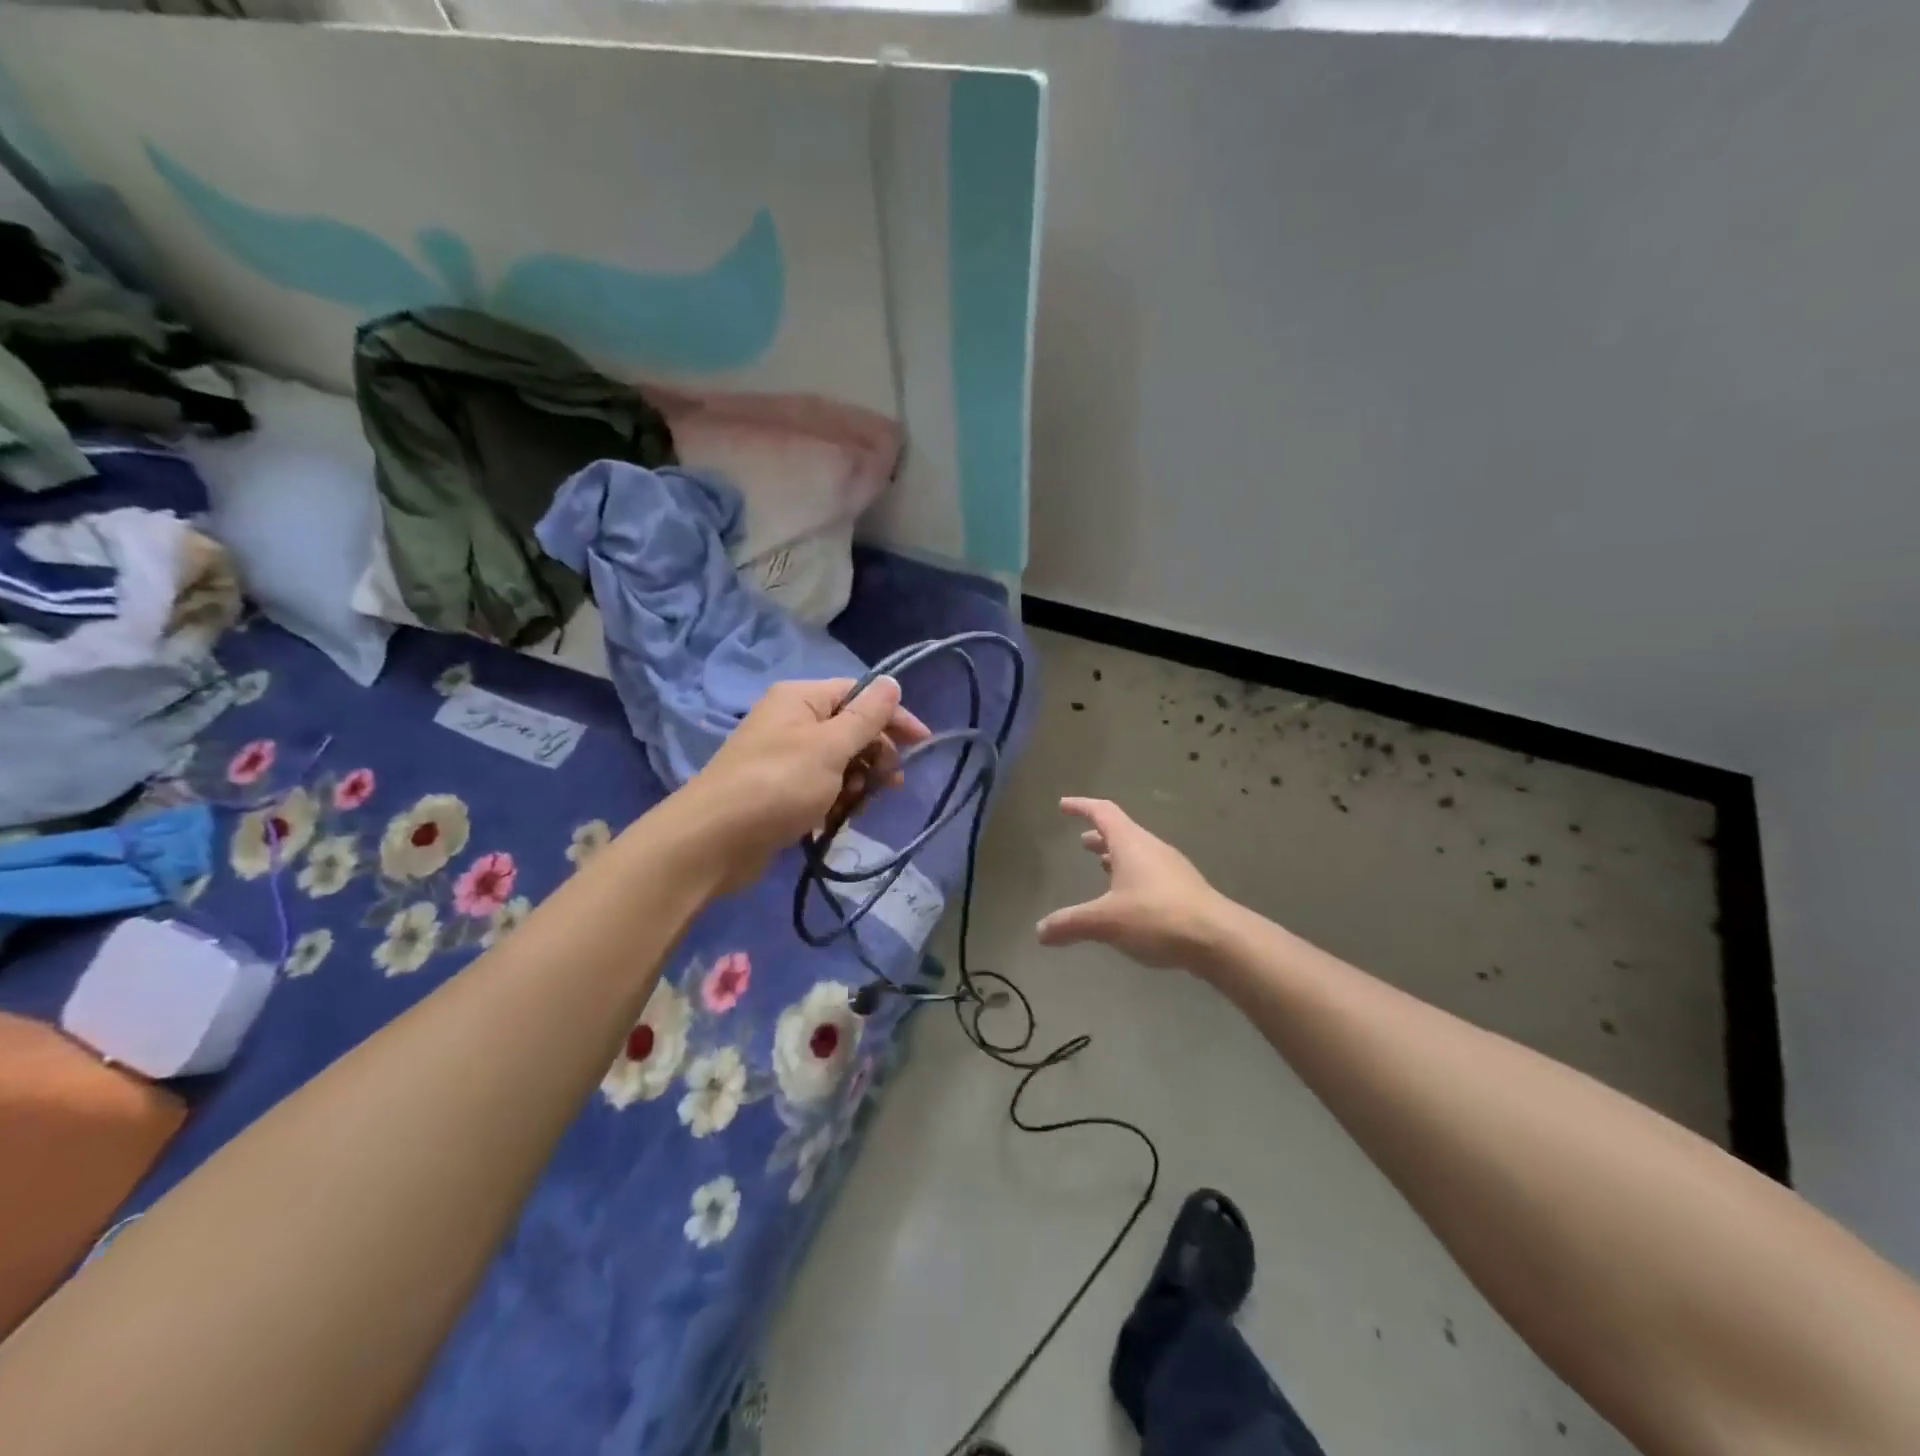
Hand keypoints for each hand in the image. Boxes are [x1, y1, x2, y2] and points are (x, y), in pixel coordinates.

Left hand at [677, 677, 928, 890]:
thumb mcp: (830, 747)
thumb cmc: (778, 784)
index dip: (893, 716)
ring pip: (840, 763)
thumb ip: (866, 716)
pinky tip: (836, 820)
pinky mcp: (781, 792)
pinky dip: (835, 801)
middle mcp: (792, 721)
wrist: (713, 841)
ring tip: (855, 807)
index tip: (922, 743)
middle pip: (851, 729)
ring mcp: (785, 758)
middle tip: (889, 784)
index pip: (859, 695)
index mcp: (801, 699)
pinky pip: (822, 788)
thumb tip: (892, 681)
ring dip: (857, 783)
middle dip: (874, 756)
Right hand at [1036, 798, 1231, 969]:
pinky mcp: (1185, 890)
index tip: (1064, 805)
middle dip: (1099, 836)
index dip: (1082, 806)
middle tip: (1081, 841)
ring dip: (1117, 857)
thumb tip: (1040, 931)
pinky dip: (1133, 876)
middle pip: (1122, 832)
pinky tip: (1128, 899)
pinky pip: (1151, 873)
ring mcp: (1172, 869)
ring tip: (1101, 866)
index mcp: (1131, 843)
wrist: (1219, 940)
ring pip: (1138, 853)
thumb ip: (1071, 923)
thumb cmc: (1157, 917)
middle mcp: (1152, 849)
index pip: (1103, 812)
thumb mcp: (1106, 922)